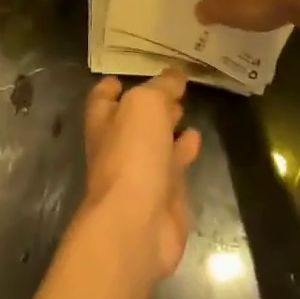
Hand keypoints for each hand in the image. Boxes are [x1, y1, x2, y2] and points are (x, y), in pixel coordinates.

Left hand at [82, 70, 201, 280]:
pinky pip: (174, 165)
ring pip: (154, 142)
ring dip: (167, 127)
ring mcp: (139, 172)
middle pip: (131, 120)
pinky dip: (184, 150)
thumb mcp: (145, 106)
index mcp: (103, 121)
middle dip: (149, 105)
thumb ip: (160, 88)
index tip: (125, 75)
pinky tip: (197, 139)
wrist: (137, 223)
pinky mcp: (163, 195)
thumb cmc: (132, 155)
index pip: (102, 98)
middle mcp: (117, 145)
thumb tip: (175, 75)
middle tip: (172, 88)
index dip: (112, 86)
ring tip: (186, 109)